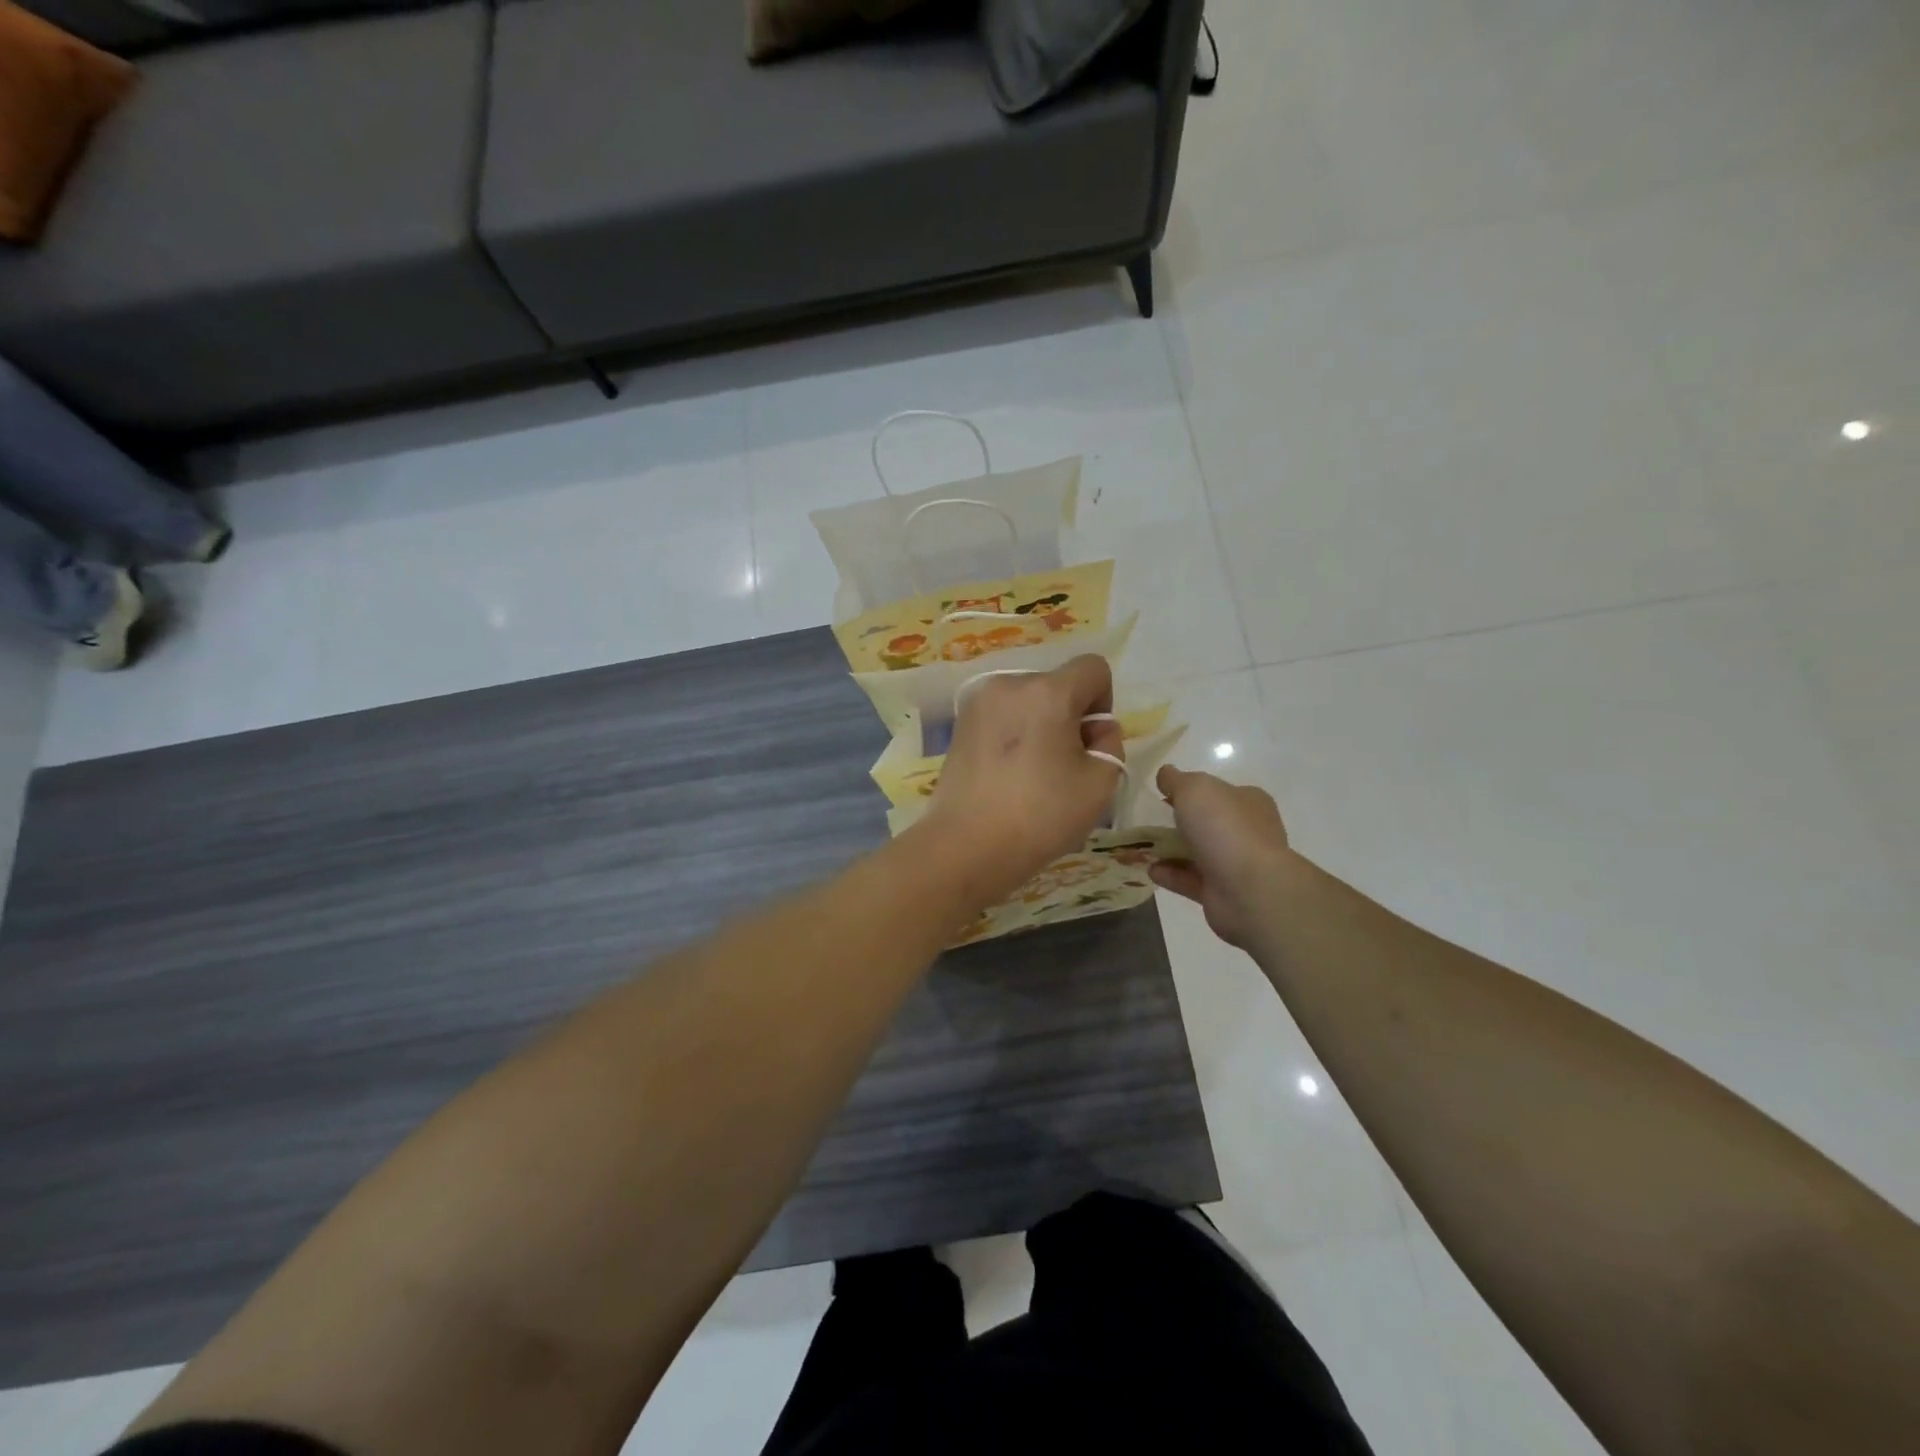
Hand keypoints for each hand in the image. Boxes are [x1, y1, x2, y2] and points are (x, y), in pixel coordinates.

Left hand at [922, 655, 1124, 905]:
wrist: (967, 846)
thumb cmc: (1040, 815)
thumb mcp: (1101, 783)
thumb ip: (1110, 744)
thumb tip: (1093, 730)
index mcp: (1047, 691)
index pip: (1093, 668)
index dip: (1102, 703)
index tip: (1089, 743)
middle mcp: (1008, 684)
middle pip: (1057, 685)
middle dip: (1069, 716)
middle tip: (1063, 765)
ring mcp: (978, 703)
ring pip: (1027, 701)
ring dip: (1040, 725)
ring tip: (1032, 773)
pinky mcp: (959, 725)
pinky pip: (1001, 717)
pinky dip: (1013, 736)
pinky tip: (1007, 775)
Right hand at [1150, 766, 1292, 948]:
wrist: (1249, 890)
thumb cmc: (1224, 828)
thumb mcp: (1195, 788)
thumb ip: (1176, 780)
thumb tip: (1165, 774)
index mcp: (1248, 802)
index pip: (1219, 791)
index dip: (1190, 790)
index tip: (1161, 794)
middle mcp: (1246, 831)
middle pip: (1207, 822)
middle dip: (1178, 821)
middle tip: (1147, 820)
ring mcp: (1235, 864)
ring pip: (1197, 852)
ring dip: (1169, 849)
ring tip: (1140, 846)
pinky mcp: (1221, 892)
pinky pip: (1190, 879)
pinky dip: (1170, 874)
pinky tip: (1149, 869)